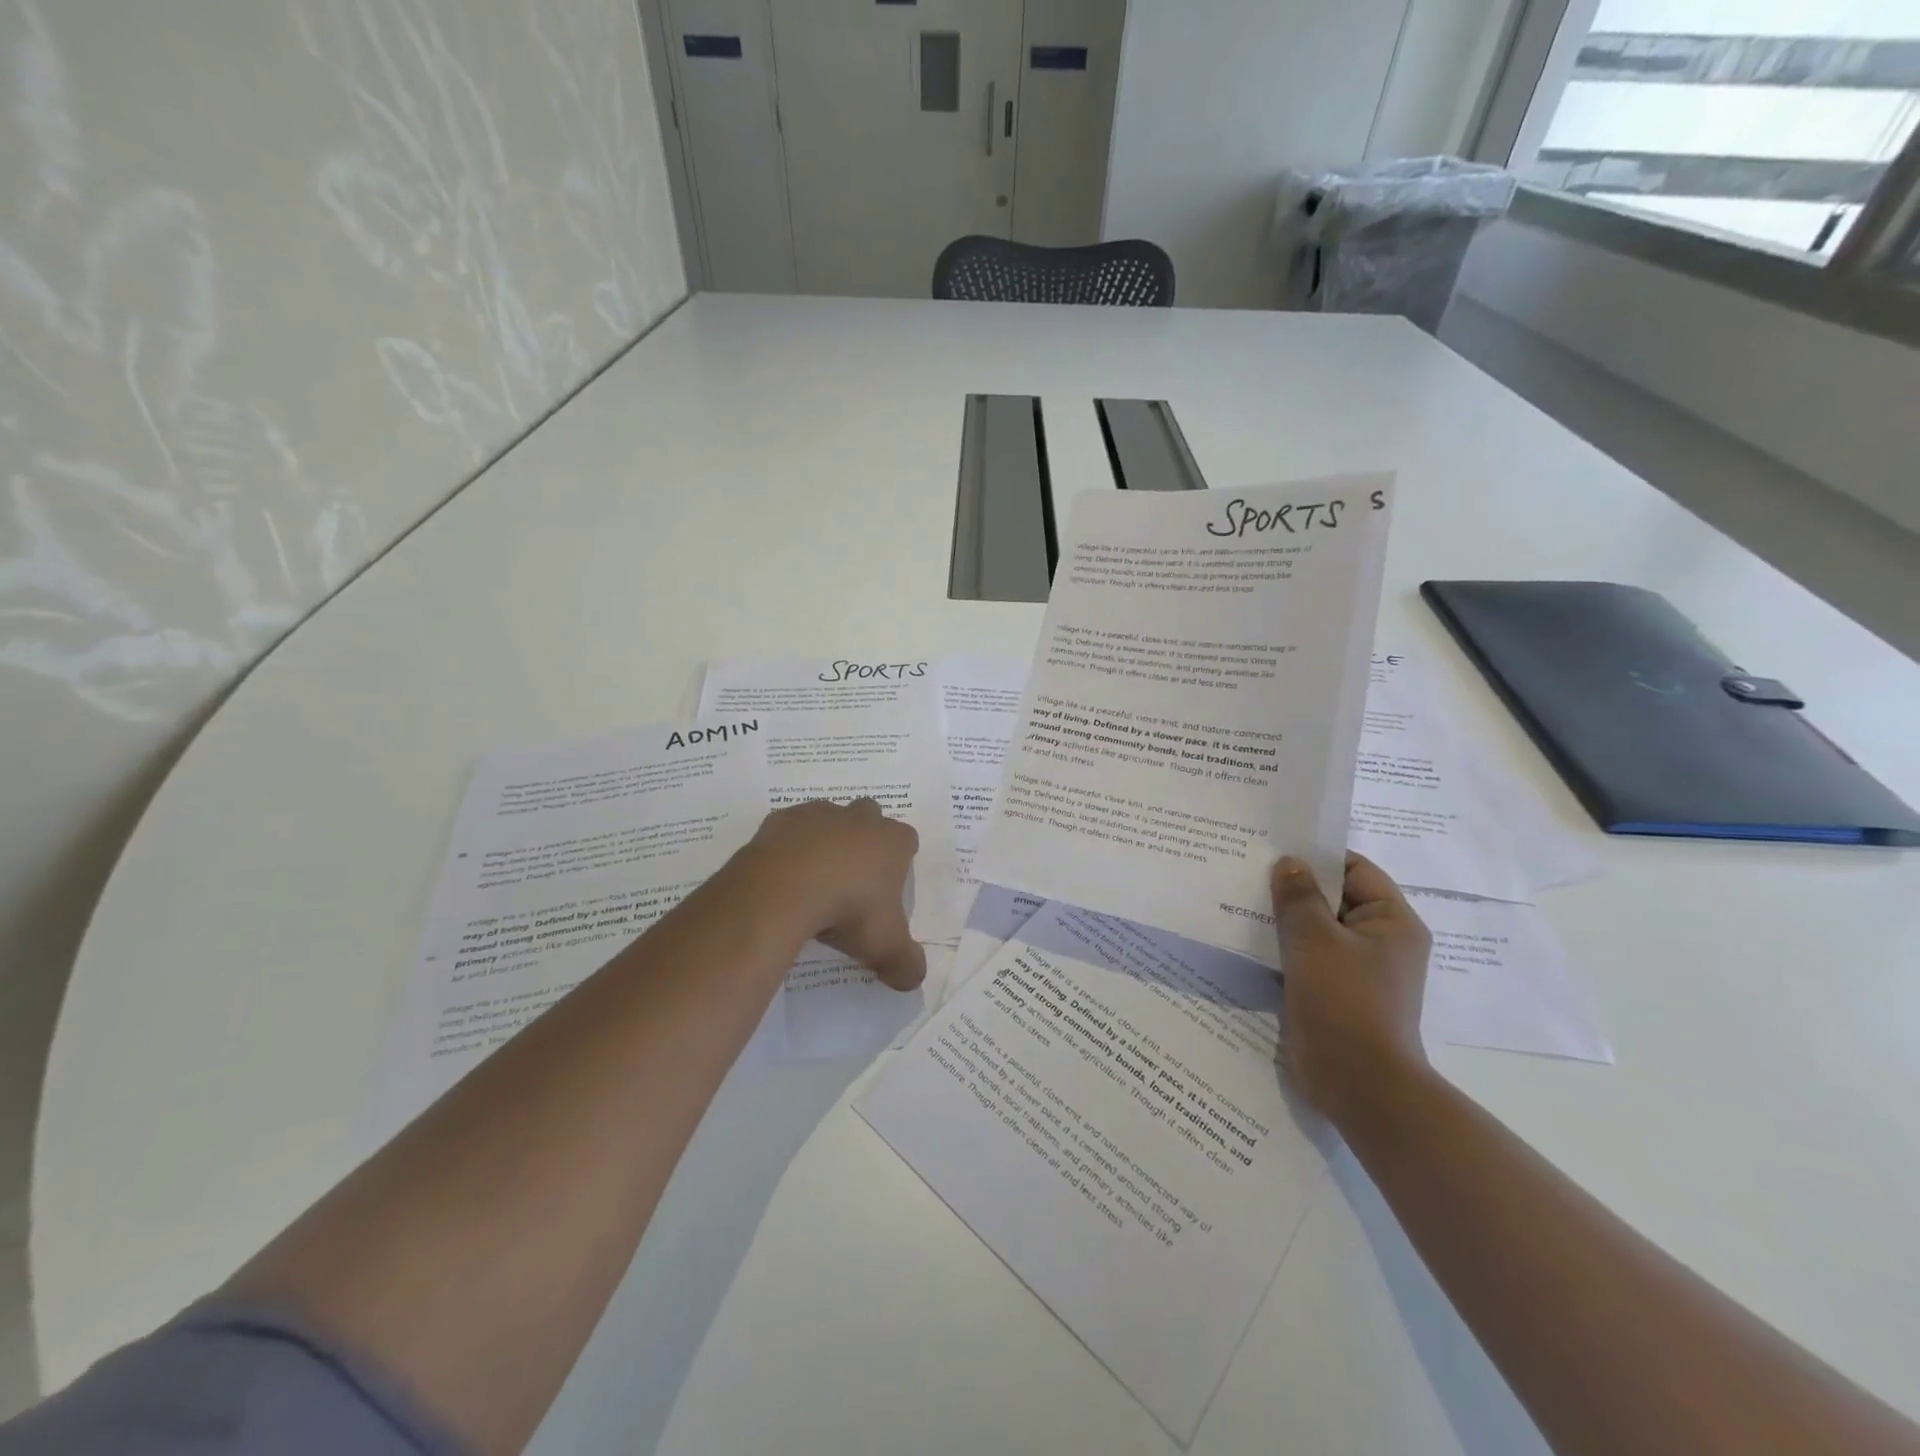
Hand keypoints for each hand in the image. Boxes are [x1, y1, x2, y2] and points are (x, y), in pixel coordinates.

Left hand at [733, 799, 925, 990]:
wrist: (783, 890)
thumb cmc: (848, 910)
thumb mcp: (885, 947)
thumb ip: (906, 964)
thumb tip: (914, 979)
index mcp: (892, 841)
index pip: (907, 840)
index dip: (900, 861)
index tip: (887, 889)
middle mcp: (858, 818)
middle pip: (870, 817)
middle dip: (865, 839)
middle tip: (853, 879)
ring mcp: (818, 814)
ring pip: (829, 818)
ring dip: (826, 840)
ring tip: (815, 879)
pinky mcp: (781, 820)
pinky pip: (790, 829)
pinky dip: (789, 846)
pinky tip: (783, 876)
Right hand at [1270, 853, 1431, 1125]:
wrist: (1358, 1085)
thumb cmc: (1344, 1001)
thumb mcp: (1315, 939)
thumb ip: (1298, 896)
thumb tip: (1289, 862)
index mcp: (1391, 921)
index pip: (1354, 870)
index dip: (1316, 856)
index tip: (1274, 847)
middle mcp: (1379, 941)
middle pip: (1332, 899)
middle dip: (1293, 887)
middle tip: (1248, 869)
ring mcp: (1356, 970)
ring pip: (1315, 930)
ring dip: (1283, 919)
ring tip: (1239, 899)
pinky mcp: (1334, 993)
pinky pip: (1306, 958)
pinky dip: (1282, 948)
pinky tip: (1247, 939)